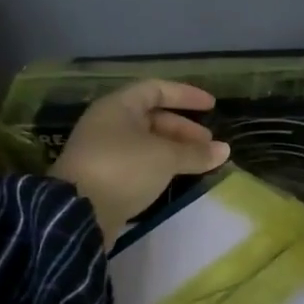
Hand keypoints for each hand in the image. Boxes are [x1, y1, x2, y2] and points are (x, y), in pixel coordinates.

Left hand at [50, 80, 229, 244]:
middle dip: (184, 129)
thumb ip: (196, 153)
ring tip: (200, 162)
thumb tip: (225, 150)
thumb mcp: (165, 157)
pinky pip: (139, 163)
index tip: (211, 106)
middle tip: (209, 144)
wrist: (78, 214)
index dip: (185, 95)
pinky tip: (177, 177)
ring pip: (147, 143)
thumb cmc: (123, 169)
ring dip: (174, 150)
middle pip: (152, 118)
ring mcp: (104, 152)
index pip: (156, 89)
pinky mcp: (104, 178)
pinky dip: (161, 166)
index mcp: (118, 107)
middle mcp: (108, 124)